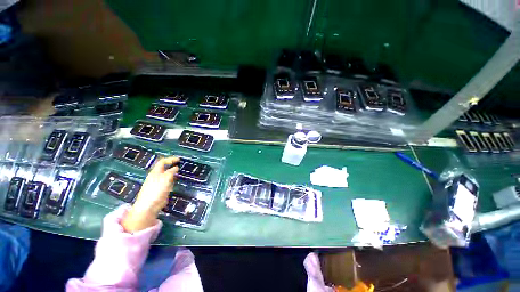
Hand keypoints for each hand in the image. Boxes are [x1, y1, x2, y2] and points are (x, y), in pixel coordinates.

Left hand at [122, 156, 178, 232]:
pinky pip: (169, 182)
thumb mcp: (165, 179)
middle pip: (165, 168)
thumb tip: (176, 167)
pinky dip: (173, 180)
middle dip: (172, 165)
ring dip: (173, 173)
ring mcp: (159, 184)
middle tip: (181, 165)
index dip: (170, 159)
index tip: (179, 159)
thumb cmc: (155, 191)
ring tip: (181, 172)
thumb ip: (171, 172)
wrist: (149, 207)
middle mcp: (156, 177)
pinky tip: (177, 181)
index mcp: (155, 172)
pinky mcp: (162, 190)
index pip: (162, 162)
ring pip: (167, 175)